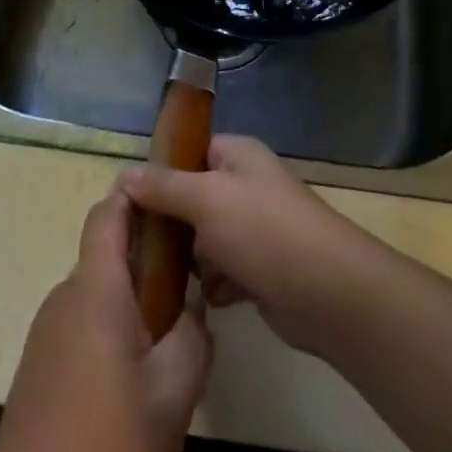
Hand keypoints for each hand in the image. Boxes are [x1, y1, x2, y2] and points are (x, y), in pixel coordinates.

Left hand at [0, 191, 212, 451]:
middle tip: (189, 279)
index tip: (167, 190)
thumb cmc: (109, 442)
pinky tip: (134, 375)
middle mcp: (66, 297)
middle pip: (107, 254)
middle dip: (147, 256)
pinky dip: (111, 327)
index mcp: (97, 288)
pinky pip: (82, 323)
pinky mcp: (41, 364)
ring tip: (169, 333)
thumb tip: (193, 311)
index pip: (108, 214)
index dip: (135, 193)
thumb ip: (193, 338)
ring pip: (97, 293)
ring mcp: (48, 331)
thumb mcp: (175, 392)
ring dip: (131, 298)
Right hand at [118, 135, 375, 356]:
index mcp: (237, 157)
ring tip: (165, 277)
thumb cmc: (264, 231)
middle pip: (192, 198)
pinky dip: (214, 284)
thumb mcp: (206, 199)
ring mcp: (254, 229)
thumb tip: (122, 174)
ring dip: (190, 260)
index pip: (189, 152)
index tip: (127, 200)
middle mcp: (246, 187)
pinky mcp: (260, 269)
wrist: (328, 293)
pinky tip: (206, 298)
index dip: (160, 172)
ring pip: (204, 239)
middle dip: (170, 223)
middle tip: (139, 246)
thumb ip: (164, 187)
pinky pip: (222, 271)